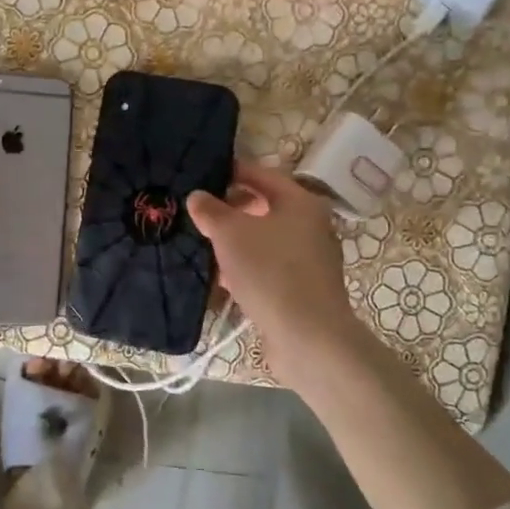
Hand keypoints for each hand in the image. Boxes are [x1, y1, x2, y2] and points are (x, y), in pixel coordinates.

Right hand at [187, 160, 364, 388]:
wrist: (308, 337)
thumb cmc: (270, 271)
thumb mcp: (230, 233)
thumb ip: (211, 210)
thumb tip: (198, 196)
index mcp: (300, 202)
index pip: (261, 174)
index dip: (231, 171)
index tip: (202, 174)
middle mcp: (311, 225)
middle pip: (264, 207)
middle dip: (230, 210)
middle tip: (198, 214)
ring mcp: (310, 259)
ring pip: (264, 240)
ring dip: (235, 242)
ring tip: (203, 246)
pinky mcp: (303, 288)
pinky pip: (268, 267)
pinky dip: (246, 267)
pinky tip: (221, 279)